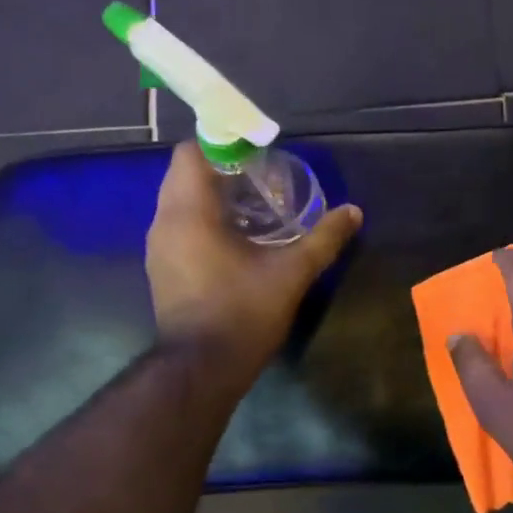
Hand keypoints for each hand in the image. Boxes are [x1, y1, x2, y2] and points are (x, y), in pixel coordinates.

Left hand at [146, 142, 361, 382]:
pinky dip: (203, 219)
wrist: (202, 369)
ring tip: (253, 206)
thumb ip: (323, 239)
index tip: (256, 153)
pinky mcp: (162, 268)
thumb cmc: (243, 313)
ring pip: (180, 201)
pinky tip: (237, 238)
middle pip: (185, 174)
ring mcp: (159, 248)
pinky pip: (179, 225)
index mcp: (189, 213)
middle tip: (262, 178)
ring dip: (212, 195)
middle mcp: (165, 222)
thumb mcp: (291, 273)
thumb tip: (354, 212)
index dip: (223, 144)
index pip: (191, 153)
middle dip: (222, 169)